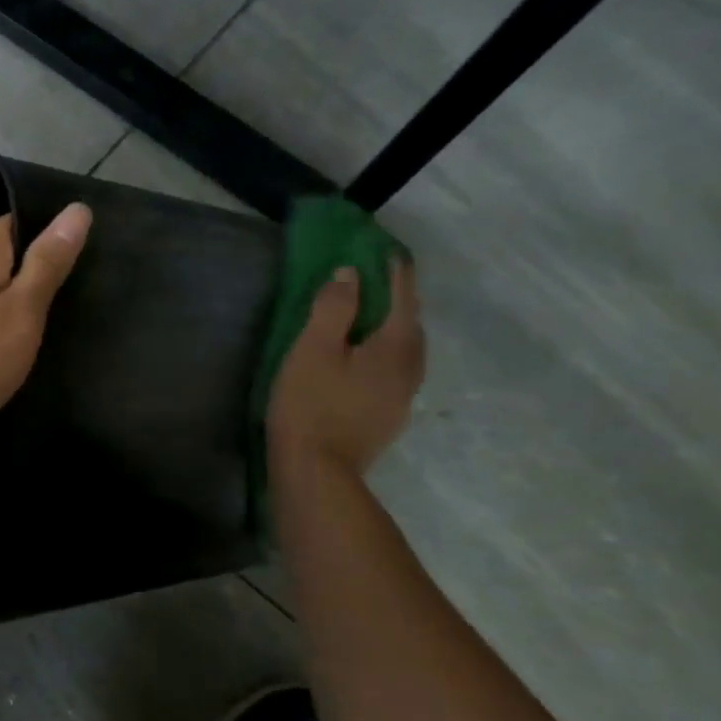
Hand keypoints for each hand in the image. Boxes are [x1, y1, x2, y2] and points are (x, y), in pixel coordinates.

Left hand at [0, 205, 91, 431]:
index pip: (19, 223)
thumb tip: (77, 208)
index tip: (68, 276)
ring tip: (29, 328)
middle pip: (1, 251)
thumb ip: (49, 259)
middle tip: (54, 308)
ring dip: (7, 297)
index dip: (47, 245)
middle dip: (27, 274)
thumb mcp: (26, 308)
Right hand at [268, 258, 424, 477]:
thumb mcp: (312, 349)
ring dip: (392, 330)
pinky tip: (364, 362)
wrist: (317, 471)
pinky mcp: (387, 417)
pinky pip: (394, 372)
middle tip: (377, 282)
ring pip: (405, 352)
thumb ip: (333, 308)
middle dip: (398, 300)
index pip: (402, 297)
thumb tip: (350, 274)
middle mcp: (409, 369)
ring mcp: (402, 397)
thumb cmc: (310, 404)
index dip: (395, 271)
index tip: (388, 250)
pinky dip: (384, 354)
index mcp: (395, 347)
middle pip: (410, 325)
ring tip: (370, 320)